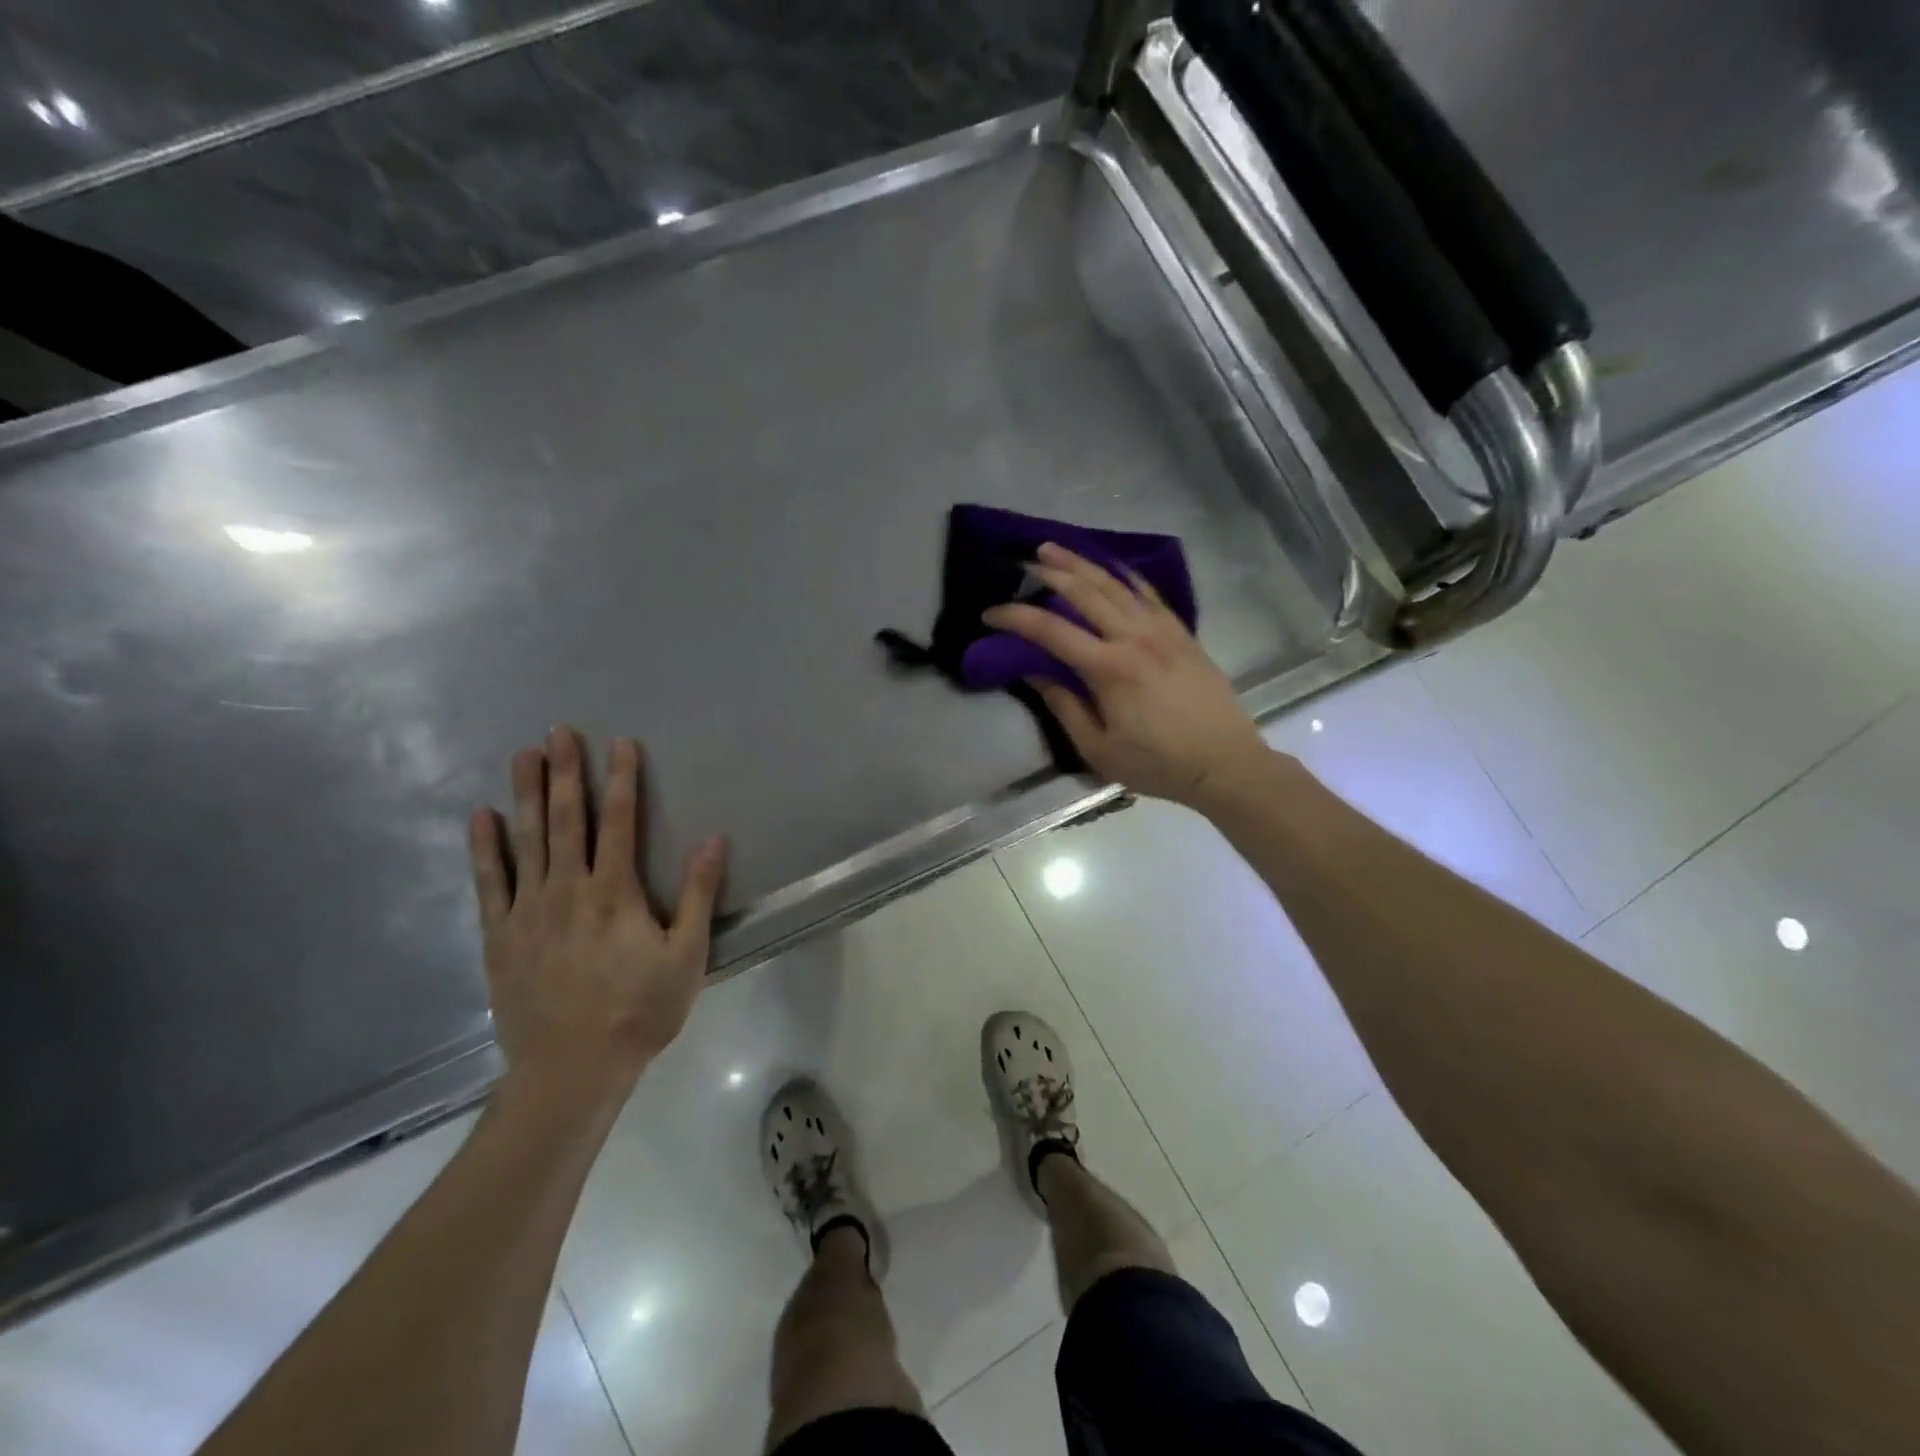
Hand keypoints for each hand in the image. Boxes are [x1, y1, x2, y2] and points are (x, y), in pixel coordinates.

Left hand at [468, 727, 725, 1117]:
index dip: (621, 779)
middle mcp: (568, 889)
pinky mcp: (499, 935)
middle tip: (558, 731)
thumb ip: (697, 894)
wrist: (570, 1069)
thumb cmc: (639, 1010)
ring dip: (524, 794)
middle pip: (565, 819)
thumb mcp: (687, 955)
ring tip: (521, 754)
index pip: (619, 821)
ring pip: (526, 840)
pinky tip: (481, 816)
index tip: (620, 743)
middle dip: (564, 772)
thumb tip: (714, 839)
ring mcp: (528, 910)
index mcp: (615, 892)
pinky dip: (485, 847)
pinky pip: (489, 881)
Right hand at [982, 543, 1268, 807]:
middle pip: (1083, 591)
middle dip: (1047, 573)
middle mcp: (1134, 637)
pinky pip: (1147, 592)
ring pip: (1114, 583)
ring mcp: (1162, 630)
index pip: (1050, 630)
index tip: (990, 614)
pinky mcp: (1181, 632)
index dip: (1015, 617)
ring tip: (1054, 548)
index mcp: (1109, 668)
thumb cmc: (1157, 764)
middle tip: (1020, 564)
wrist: (1224, 763)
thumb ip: (1063, 706)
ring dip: (1080, 563)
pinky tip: (1109, 567)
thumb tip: (1032, 672)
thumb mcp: (1098, 748)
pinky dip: (1123, 575)